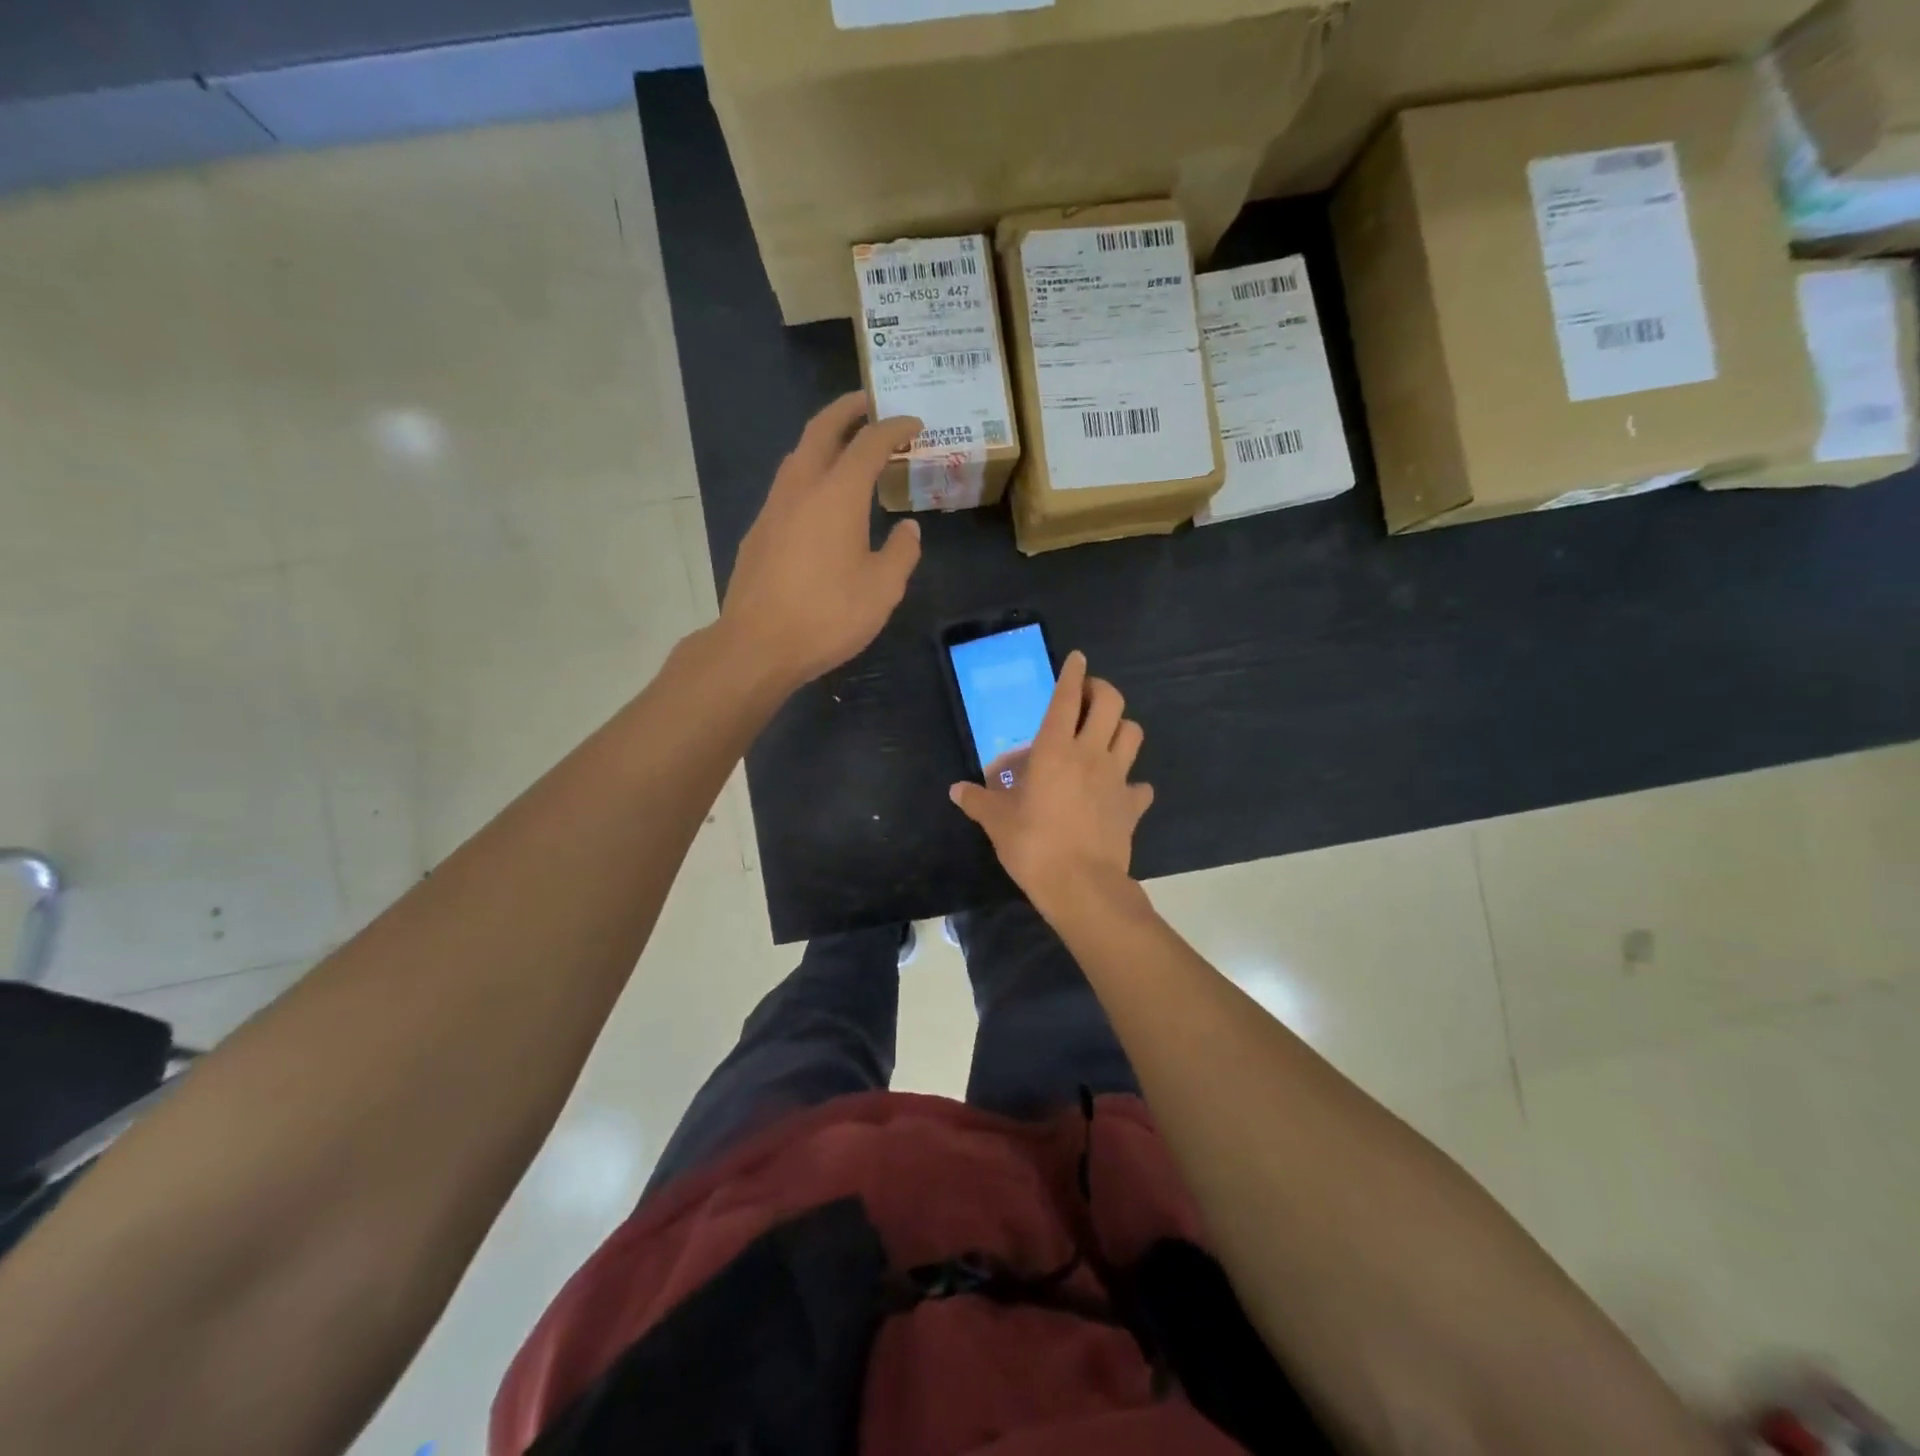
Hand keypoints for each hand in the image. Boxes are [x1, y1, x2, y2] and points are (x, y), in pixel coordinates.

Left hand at [719, 393, 922, 689]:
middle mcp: (801, 488)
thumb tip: (908, 529)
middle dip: (847, 410)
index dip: (894, 429)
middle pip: (822, 430)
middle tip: (869, 403)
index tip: (914, 425)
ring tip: (846, 448)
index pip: (869, 444)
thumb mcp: (883, 589)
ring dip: (823, 441)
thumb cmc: (828, 615)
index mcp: (838, 495)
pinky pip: (787, 487)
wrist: (757, 644)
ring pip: (798, 455)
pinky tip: (820, 500)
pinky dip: (809, 474)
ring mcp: (773, 508)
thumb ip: (901, 553)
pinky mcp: (759, 532)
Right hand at [950, 651, 1153, 908]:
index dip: (1073, 673)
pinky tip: (1120, 791)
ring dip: (1121, 727)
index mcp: (1055, 749)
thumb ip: (977, 801)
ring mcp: (1117, 778)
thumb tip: (956, 790)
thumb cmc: (1034, 846)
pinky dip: (1133, 784)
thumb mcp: (997, 822)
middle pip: (1111, 703)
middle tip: (1089, 697)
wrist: (1082, 885)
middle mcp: (1090, 754)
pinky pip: (1140, 786)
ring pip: (1133, 734)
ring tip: (1106, 735)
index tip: (1077, 658)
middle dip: (1102, 690)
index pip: (1067, 698)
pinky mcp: (1132, 805)